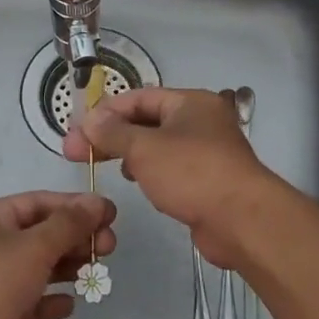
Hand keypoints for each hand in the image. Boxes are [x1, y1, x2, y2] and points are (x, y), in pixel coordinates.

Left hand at [0, 191, 115, 318]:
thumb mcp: (33, 246)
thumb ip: (68, 224)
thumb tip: (98, 201)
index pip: (38, 203)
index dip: (75, 207)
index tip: (110, 215)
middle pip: (37, 234)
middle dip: (74, 239)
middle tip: (109, 249)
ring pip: (32, 268)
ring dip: (64, 268)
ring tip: (96, 273)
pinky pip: (24, 301)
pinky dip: (46, 300)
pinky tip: (69, 305)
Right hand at [63, 87, 278, 266]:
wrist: (242, 220)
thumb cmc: (192, 173)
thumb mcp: (145, 148)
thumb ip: (113, 132)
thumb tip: (90, 120)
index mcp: (190, 102)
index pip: (139, 97)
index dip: (105, 111)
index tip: (77, 130)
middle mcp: (200, 121)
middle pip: (147, 120)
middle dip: (112, 134)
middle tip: (77, 152)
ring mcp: (206, 151)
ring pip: (158, 145)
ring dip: (129, 151)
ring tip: (103, 163)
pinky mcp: (207, 179)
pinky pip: (170, 167)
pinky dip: (149, 170)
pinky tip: (134, 180)